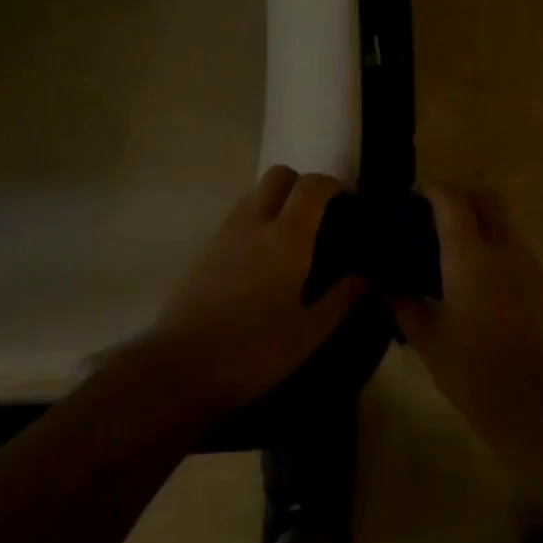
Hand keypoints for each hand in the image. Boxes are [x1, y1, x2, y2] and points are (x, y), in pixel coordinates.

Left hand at [143, 166, 362, 415]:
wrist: (180, 367)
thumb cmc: (253, 351)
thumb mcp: (308, 334)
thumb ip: (339, 300)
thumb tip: (362, 278)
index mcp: (286, 238)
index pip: (312, 186)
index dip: (333, 185)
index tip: (348, 203)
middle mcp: (255, 223)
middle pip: (279, 175)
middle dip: (303, 184)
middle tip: (319, 215)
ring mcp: (225, 233)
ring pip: (255, 193)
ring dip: (278, 200)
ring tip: (293, 237)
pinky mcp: (206, 249)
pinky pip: (238, 216)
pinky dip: (257, 219)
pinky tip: (263, 258)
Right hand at [390, 187, 542, 447]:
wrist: (540, 407)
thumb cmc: (474, 371)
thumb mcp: (428, 341)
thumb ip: (405, 307)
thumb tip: (388, 287)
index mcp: (469, 255)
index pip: (451, 201)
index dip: (432, 191)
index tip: (415, 198)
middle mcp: (503, 249)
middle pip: (487, 200)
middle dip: (463, 199)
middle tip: (437, 221)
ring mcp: (530, 268)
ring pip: (505, 227)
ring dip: (482, 228)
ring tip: (456, 258)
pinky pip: (518, 255)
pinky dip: (497, 255)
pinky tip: (481, 288)